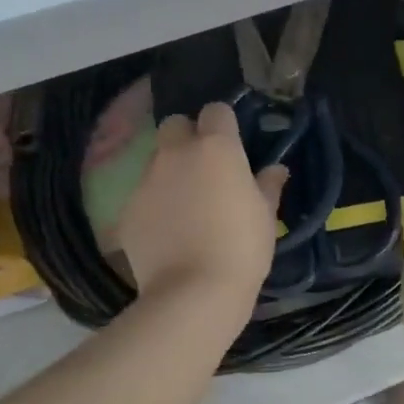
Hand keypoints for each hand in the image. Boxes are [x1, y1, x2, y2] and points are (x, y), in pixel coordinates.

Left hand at [119, 102, 286, 324]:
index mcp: (216, 148)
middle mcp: (176, 154)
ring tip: (186, 206)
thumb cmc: (242, 249)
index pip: (216, 111)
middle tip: (204, 168)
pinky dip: (155, 205)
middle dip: (187, 137)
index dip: (224, 125)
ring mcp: (146, 181)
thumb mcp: (266, 217)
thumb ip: (268, 186)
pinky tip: (168, 232)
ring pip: (156, 161)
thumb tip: (276, 169)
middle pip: (175, 125)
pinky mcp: (128, 209)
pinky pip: (143, 195)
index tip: (232, 145)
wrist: (193, 292)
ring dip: (170, 172)